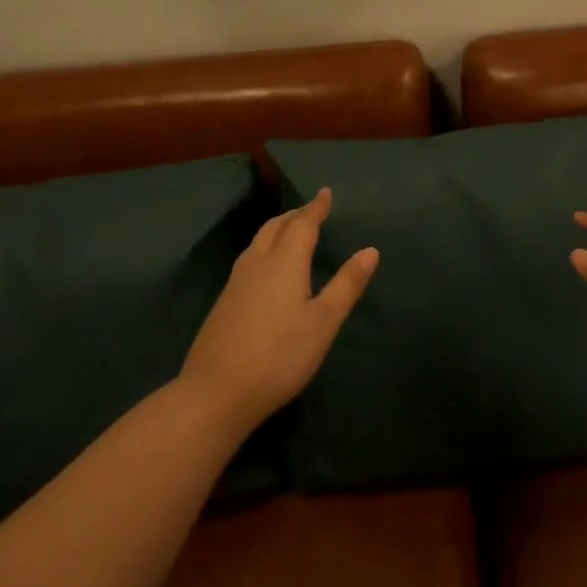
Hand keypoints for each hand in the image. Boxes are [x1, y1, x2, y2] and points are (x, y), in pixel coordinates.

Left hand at [180, 188, 376, 433]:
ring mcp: (235, 284)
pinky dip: (263, 249)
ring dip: (275, 230)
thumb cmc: (280, 355)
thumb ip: (347, 284)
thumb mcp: (324, 321)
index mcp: (284, 262)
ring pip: (257, 243)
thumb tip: (370, 250)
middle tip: (310, 211)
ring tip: (289, 232)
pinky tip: (265, 269)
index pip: (302, 224)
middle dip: (294, 215)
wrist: (215, 394)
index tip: (325, 192)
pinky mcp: (223, 304)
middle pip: (275, 228)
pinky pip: (247, 260)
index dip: (316, 208)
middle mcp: (257, 264)